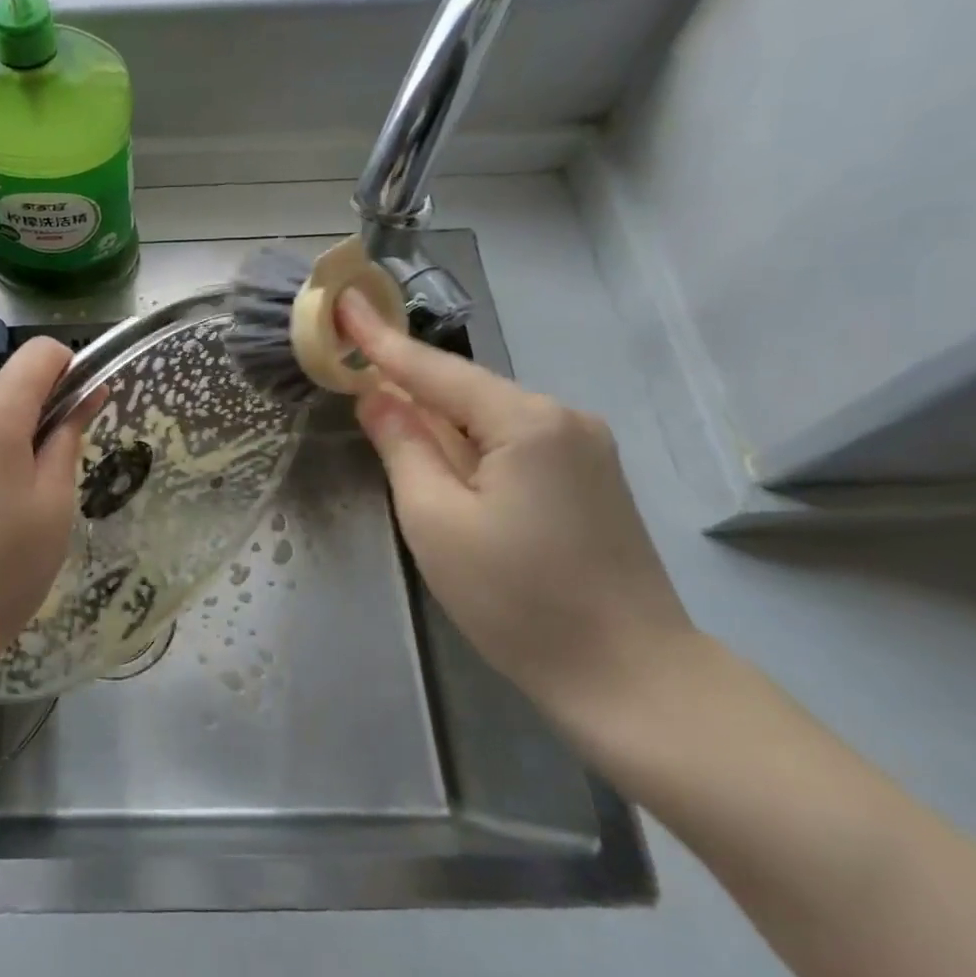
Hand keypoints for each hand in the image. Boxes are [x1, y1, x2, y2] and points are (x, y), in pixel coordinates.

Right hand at [337, 290, 693, 726]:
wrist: (630, 677)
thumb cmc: (517, 599)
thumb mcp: (436, 520)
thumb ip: (403, 446)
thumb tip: (377, 396)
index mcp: (525, 421)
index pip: (434, 369)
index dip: (381, 339)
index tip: (345, 299)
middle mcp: (562, 418)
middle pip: (465, 391)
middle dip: (409, 387)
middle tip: (353, 378)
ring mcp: (585, 447)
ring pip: (488, 418)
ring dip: (438, 422)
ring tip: (390, 430)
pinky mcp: (591, 477)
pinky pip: (512, 442)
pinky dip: (470, 444)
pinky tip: (447, 465)